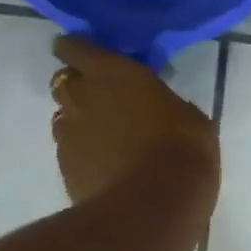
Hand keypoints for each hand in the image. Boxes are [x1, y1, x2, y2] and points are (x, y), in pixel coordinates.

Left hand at [50, 36, 219, 208]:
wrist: (155, 203)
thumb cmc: (183, 147)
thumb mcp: (187, 114)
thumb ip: (161, 103)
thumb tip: (157, 108)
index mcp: (111, 72)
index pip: (75, 47)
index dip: (77, 49)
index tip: (87, 56)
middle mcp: (80, 96)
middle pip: (65, 82)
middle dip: (80, 88)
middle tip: (106, 100)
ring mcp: (67, 135)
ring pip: (64, 118)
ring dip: (80, 122)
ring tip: (108, 139)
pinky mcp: (63, 169)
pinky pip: (69, 152)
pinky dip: (83, 154)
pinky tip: (106, 167)